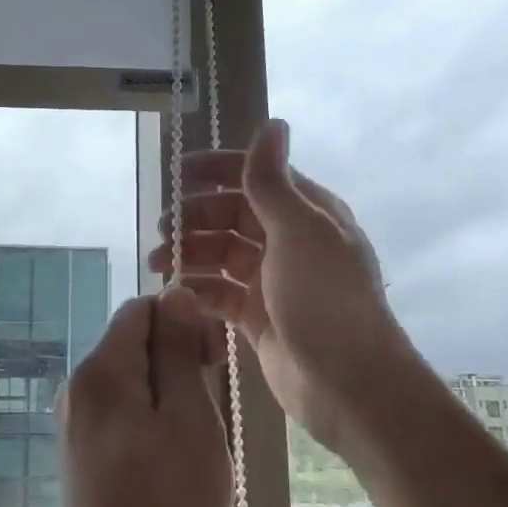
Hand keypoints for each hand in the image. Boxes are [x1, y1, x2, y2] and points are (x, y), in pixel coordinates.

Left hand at [58, 287, 233, 506]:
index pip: (140, 308)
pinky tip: (172, 459)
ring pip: (130, 379)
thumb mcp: (190, 419)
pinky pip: (120, 412)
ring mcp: (74, 424)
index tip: (214, 361)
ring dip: (169, 392)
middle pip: (132, 342)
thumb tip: (175, 293)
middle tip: (212, 405)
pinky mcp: (79, 455)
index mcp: (100, 370)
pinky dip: (150, 419)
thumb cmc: (169, 506)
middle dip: (177, 357)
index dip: (182, 320)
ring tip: (197, 439)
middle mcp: (77, 387)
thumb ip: (179, 350)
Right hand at [149, 119, 411, 461]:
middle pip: (232, 216)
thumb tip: (272, 123)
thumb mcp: (298, 230)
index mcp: (306, 213)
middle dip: (195, 218)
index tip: (177, 174)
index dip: (217, 170)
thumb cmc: (325, 298)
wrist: (349, 383)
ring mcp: (274, 281)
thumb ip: (273, 181)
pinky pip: (220, 293)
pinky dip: (198, 289)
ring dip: (190, 253)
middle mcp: (290, 241)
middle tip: (162, 231)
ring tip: (158, 263)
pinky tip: (175, 293)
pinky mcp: (259, 318)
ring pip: (222, 255)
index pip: (256, 177)